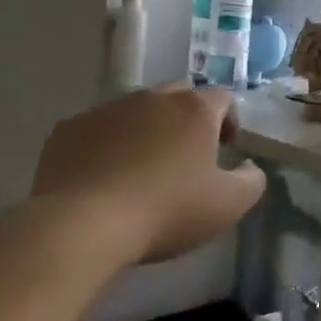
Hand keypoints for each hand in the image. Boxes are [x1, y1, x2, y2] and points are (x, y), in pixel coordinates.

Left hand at [30, 85, 265, 268]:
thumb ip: (251, 181)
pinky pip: (97, 129)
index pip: (222, 98)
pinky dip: (106, 145)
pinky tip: (103, 177)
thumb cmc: (166, 211)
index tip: (225, 148)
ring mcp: (106, 109)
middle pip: (178, 96)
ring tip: (141, 168)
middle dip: (187, 118)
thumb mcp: (228, 205)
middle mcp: (152, 98)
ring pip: (135, 110)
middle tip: (186, 155)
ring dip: (145, 130)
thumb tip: (249, 167)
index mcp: (194, 110)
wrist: (82, 224)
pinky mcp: (69, 128)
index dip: (228, 120)